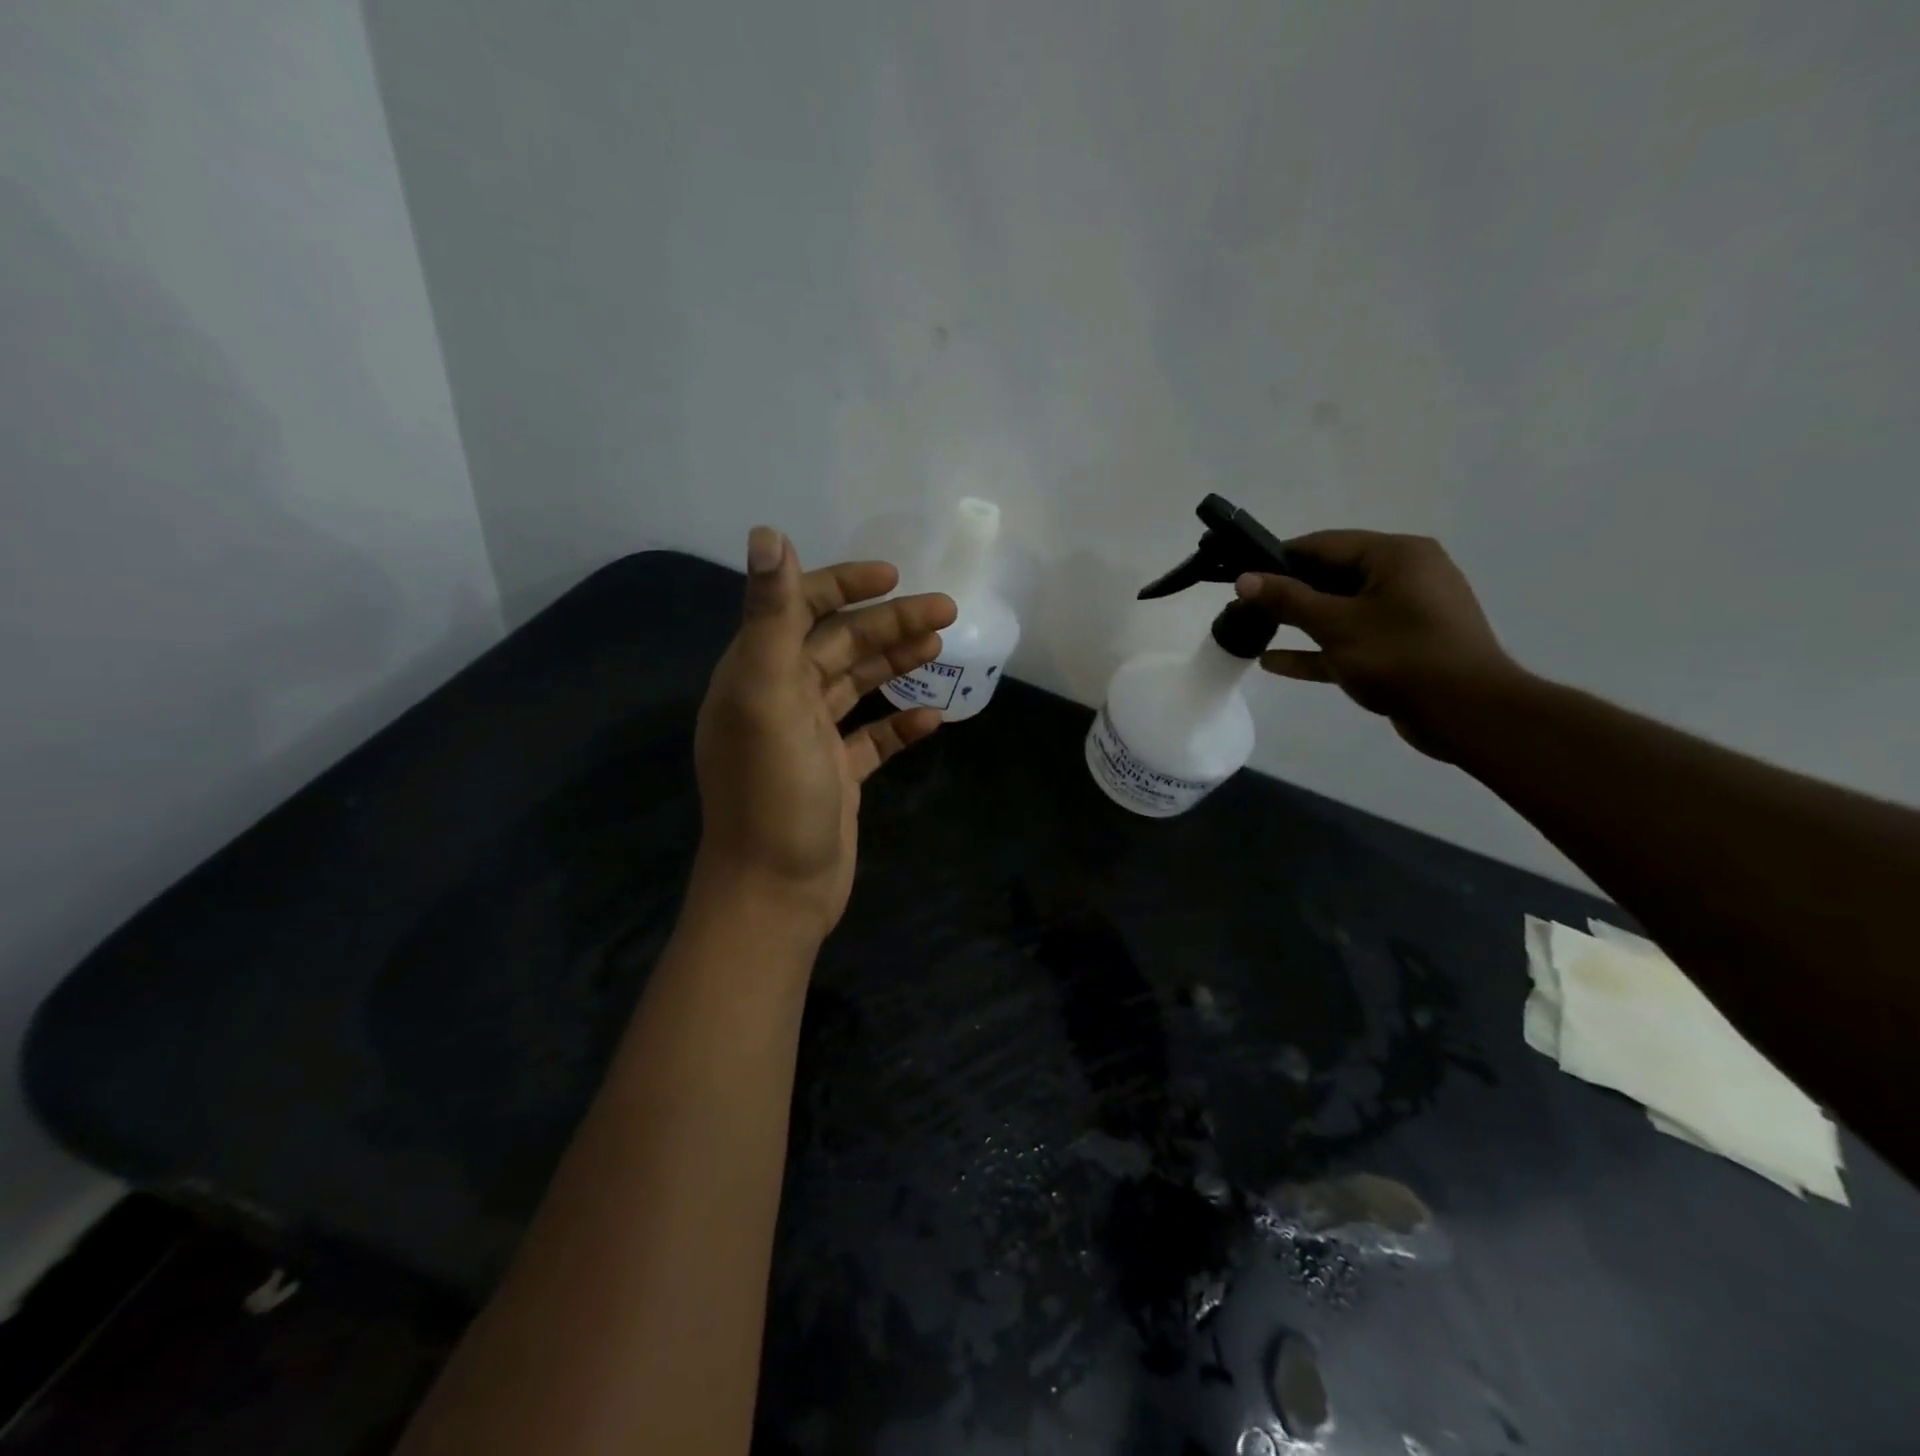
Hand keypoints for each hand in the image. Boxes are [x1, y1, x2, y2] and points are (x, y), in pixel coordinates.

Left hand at [691, 527, 956, 942]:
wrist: (777, 890)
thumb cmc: (773, 792)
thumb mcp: (768, 697)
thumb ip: (769, 617)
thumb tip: (767, 533)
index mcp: (757, 674)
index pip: (797, 609)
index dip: (842, 585)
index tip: (892, 576)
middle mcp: (780, 699)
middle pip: (839, 645)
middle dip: (889, 624)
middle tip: (946, 611)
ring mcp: (810, 739)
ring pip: (858, 686)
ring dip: (896, 662)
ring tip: (941, 646)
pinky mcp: (837, 774)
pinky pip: (874, 738)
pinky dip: (901, 723)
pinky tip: (932, 716)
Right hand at [1235, 530, 1524, 759]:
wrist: (1466, 713)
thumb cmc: (1401, 656)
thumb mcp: (1336, 624)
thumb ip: (1287, 600)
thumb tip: (1244, 579)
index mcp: (1396, 556)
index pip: (1324, 545)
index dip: (1278, 559)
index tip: (1241, 576)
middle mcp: (1404, 576)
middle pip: (1331, 577)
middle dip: (1285, 594)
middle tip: (1241, 608)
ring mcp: (1404, 614)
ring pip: (1339, 611)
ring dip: (1297, 623)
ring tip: (1251, 632)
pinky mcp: (1401, 648)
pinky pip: (1350, 640)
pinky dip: (1317, 649)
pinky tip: (1275, 662)